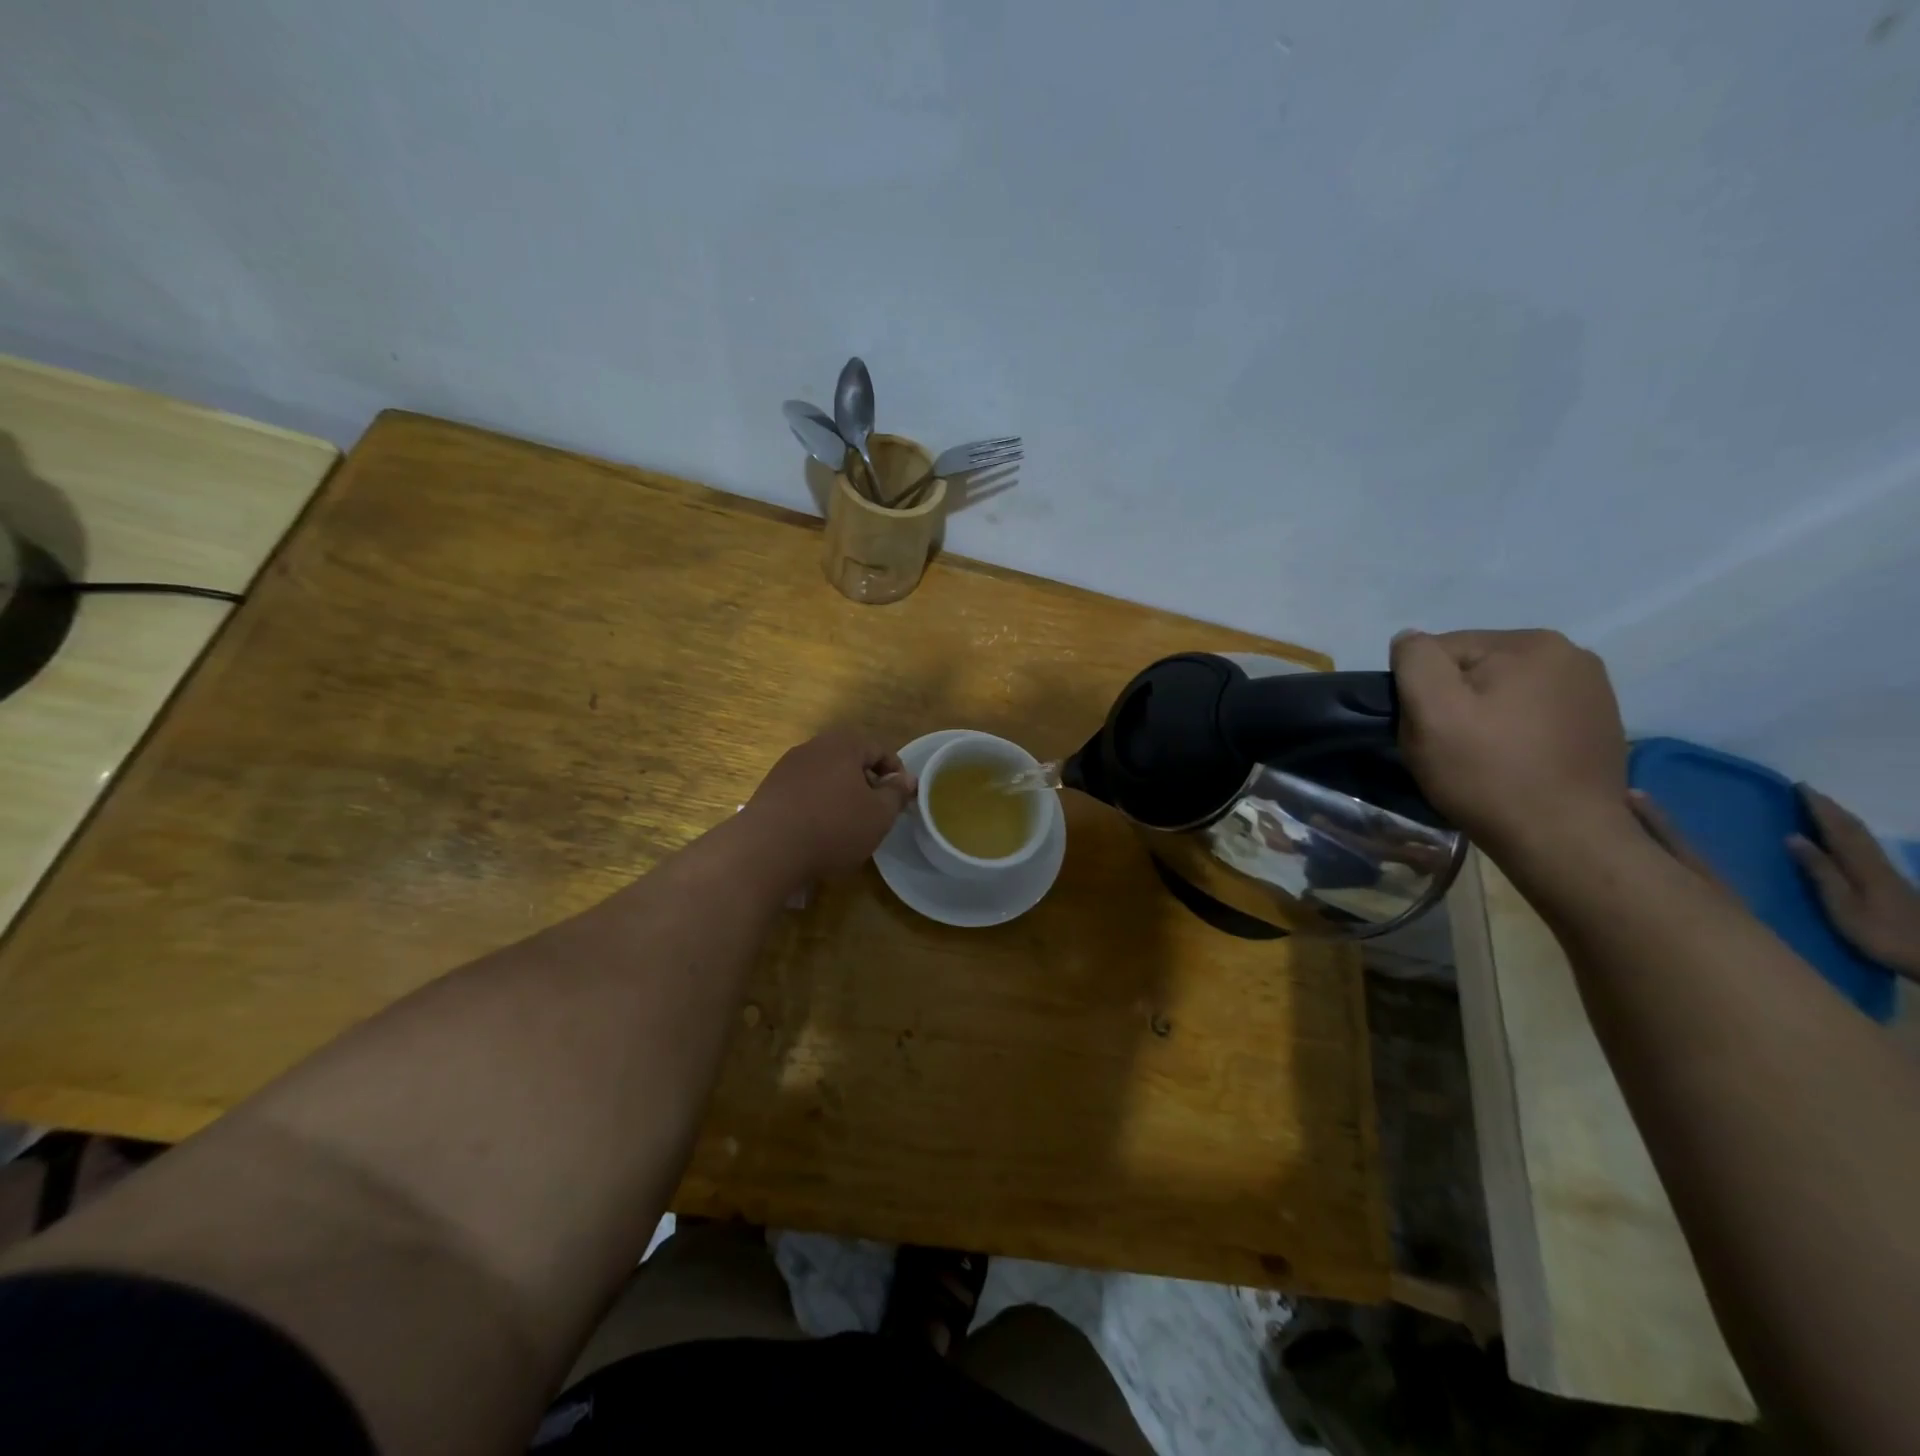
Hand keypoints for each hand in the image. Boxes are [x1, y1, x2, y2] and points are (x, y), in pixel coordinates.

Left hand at [743, 729, 915, 883]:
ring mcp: (787, 767)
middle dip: (867, 784)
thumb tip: (906, 779)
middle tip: (876, 813)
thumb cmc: (834, 826)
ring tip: (848, 825)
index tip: (901, 800)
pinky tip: (818, 831)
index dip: (896, 774)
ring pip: (826, 776)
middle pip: (851, 761)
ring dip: (841, 795)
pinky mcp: (770, 789)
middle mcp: (814, 747)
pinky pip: (804, 791)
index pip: (880, 750)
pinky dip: (817, 805)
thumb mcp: (879, 814)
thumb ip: (896, 793)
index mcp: (844, 744)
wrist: (767, 848)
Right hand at [1392, 628, 1628, 853]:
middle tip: (1449, 748)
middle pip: (1474, 668)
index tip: (1427, 730)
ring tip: (1481, 758)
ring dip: (1483, 717)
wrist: (1564, 840)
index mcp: (1530, 643)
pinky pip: (1533, 714)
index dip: (1421, 690)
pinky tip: (1513, 762)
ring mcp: (1592, 690)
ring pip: (1503, 691)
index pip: (1442, 650)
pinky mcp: (1598, 723)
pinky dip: (1514, 732)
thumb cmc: (1487, 772)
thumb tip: (1409, 641)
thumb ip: (1414, 661)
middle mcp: (1570, 655)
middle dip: (1454, 701)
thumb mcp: (1431, 711)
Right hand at [1788, 786, 1919, 980]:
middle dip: (1830, 809)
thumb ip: (1820, 871)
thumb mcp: (1842, 905)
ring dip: (1841, 819)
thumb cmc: (1880, 933)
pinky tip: (1844, 839)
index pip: (1838, 828)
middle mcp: (1876, 862)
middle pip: (1854, 829)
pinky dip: (1850, 834)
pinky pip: (1865, 847)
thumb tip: (1793, 837)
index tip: (1799, 787)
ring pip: (1862, 837)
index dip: (1820, 807)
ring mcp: (1887, 873)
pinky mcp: (1891, 883)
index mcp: (1861, 864)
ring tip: (1821, 809)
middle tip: (1806, 792)